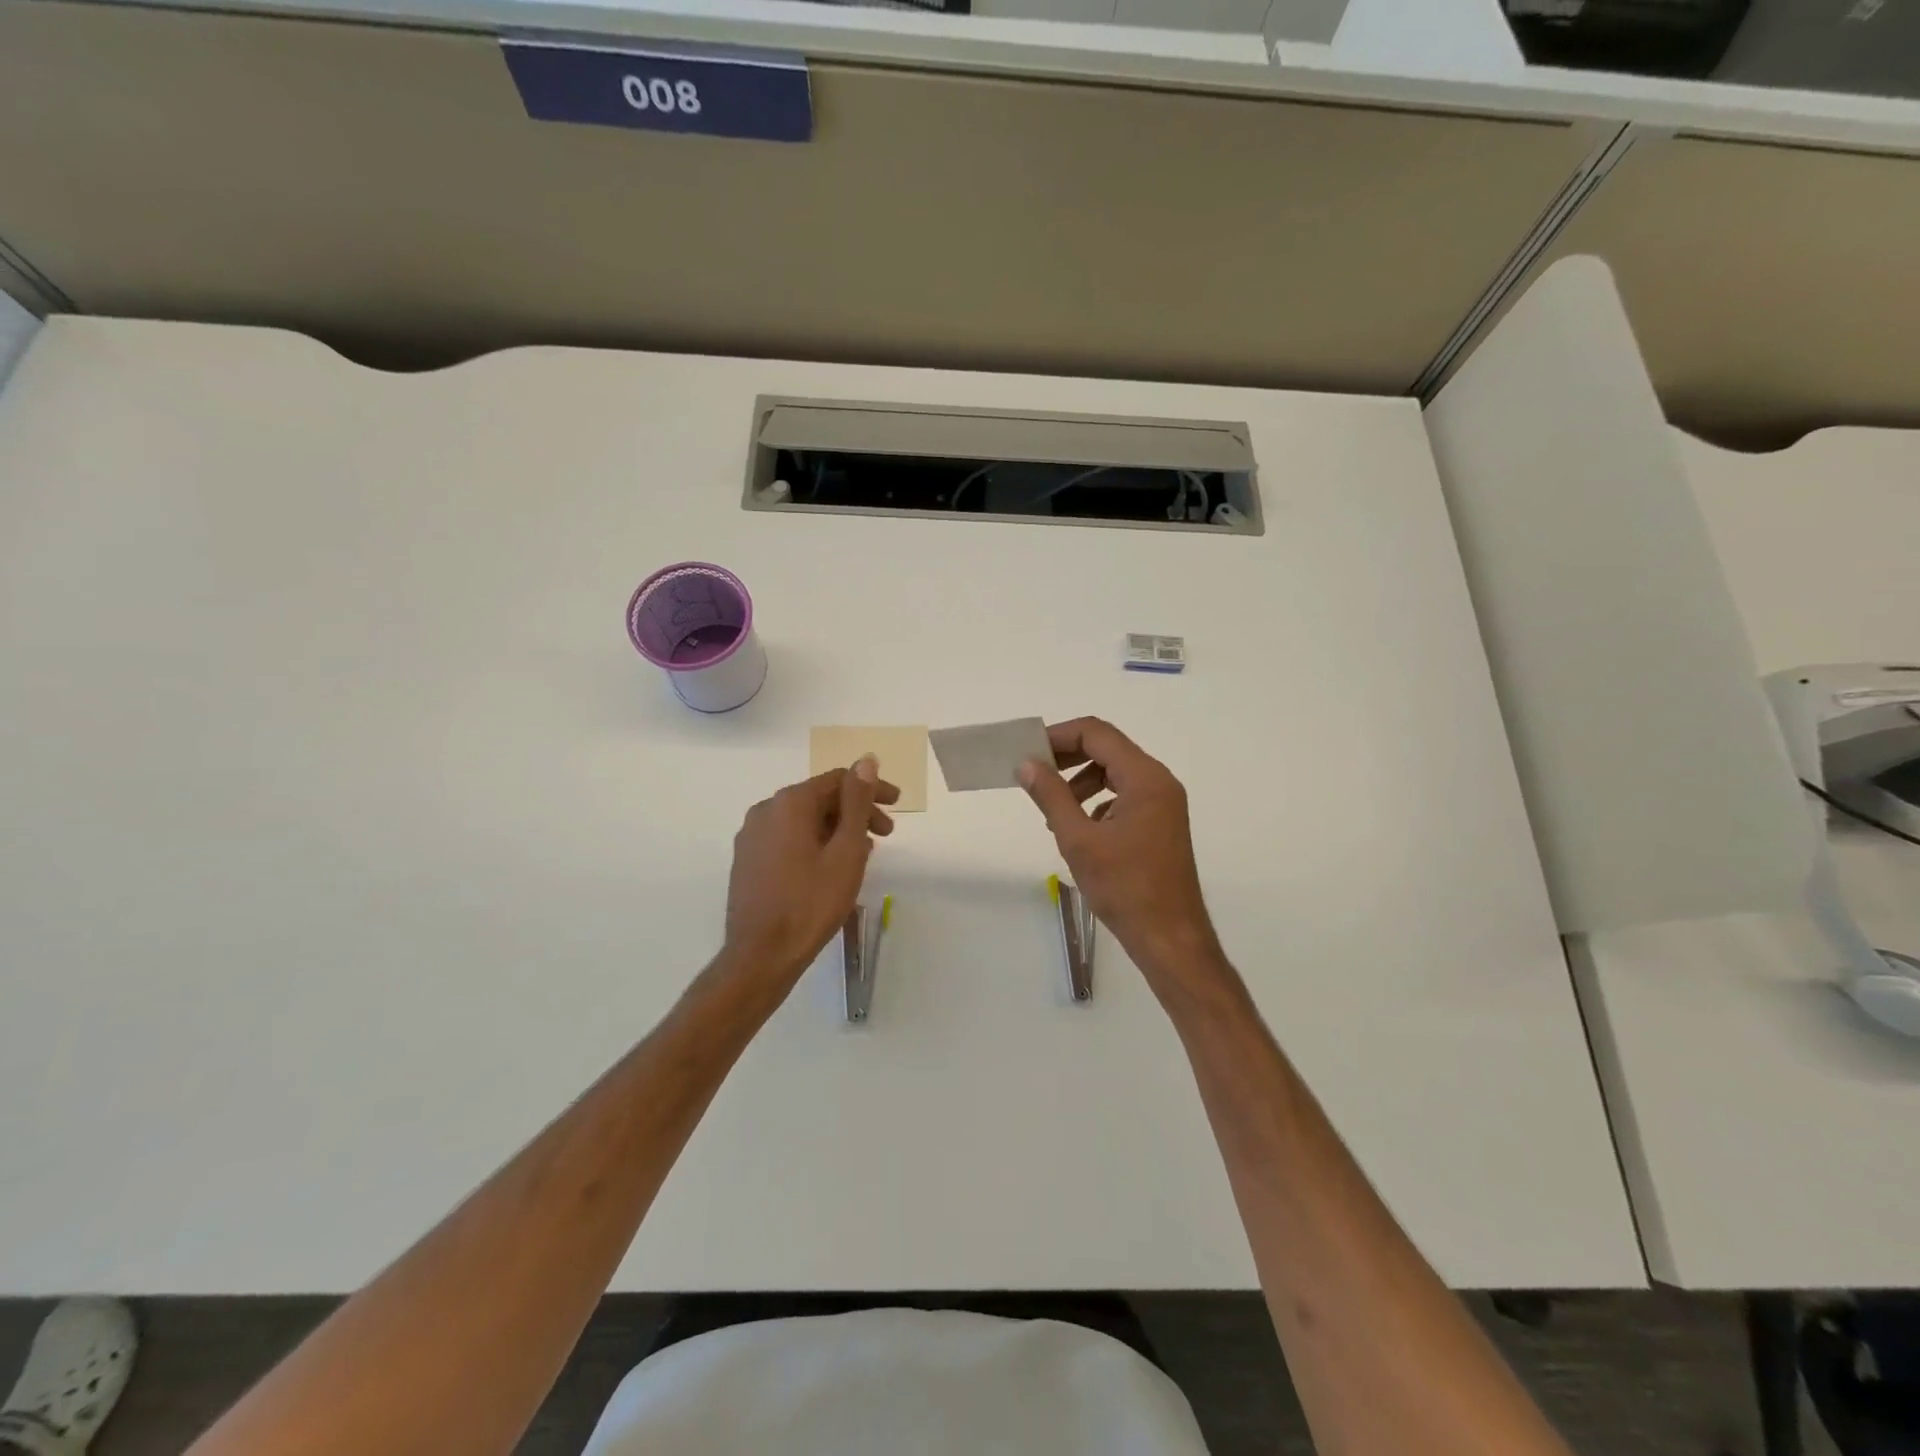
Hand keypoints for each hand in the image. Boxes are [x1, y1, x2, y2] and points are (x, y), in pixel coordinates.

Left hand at [721, 756, 898, 999]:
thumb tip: (866, 760)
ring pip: (804, 820)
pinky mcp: (747, 860)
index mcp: (790, 803)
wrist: (760, 956)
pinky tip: (831, 866)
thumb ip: (857, 802)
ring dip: (837, 830)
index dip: (871, 789)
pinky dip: (815, 843)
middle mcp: (766, 810)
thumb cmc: (811, 902)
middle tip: (887, 835)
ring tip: (863, 854)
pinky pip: (788, 838)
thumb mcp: (846, 851)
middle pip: (820, 799)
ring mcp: (752, 836)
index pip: (838, 780)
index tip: (897, 806)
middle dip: (856, 812)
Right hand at [1019, 718, 1224, 992]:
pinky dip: (1098, 801)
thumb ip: (1051, 796)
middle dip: (1068, 757)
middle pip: (1108, 749)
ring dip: (1081, 780)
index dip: (1059, 736)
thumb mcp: (1078, 840)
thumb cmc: (1124, 888)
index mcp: (1145, 778)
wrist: (1169, 938)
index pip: (1097, 734)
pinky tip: (1080, 828)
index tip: (1027, 751)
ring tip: (1055, 810)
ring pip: (1116, 772)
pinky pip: (1126, 795)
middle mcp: (1159, 782)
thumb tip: (1027, 765)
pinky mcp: (1161, 824)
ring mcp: (1164, 804)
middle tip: (1034, 774)